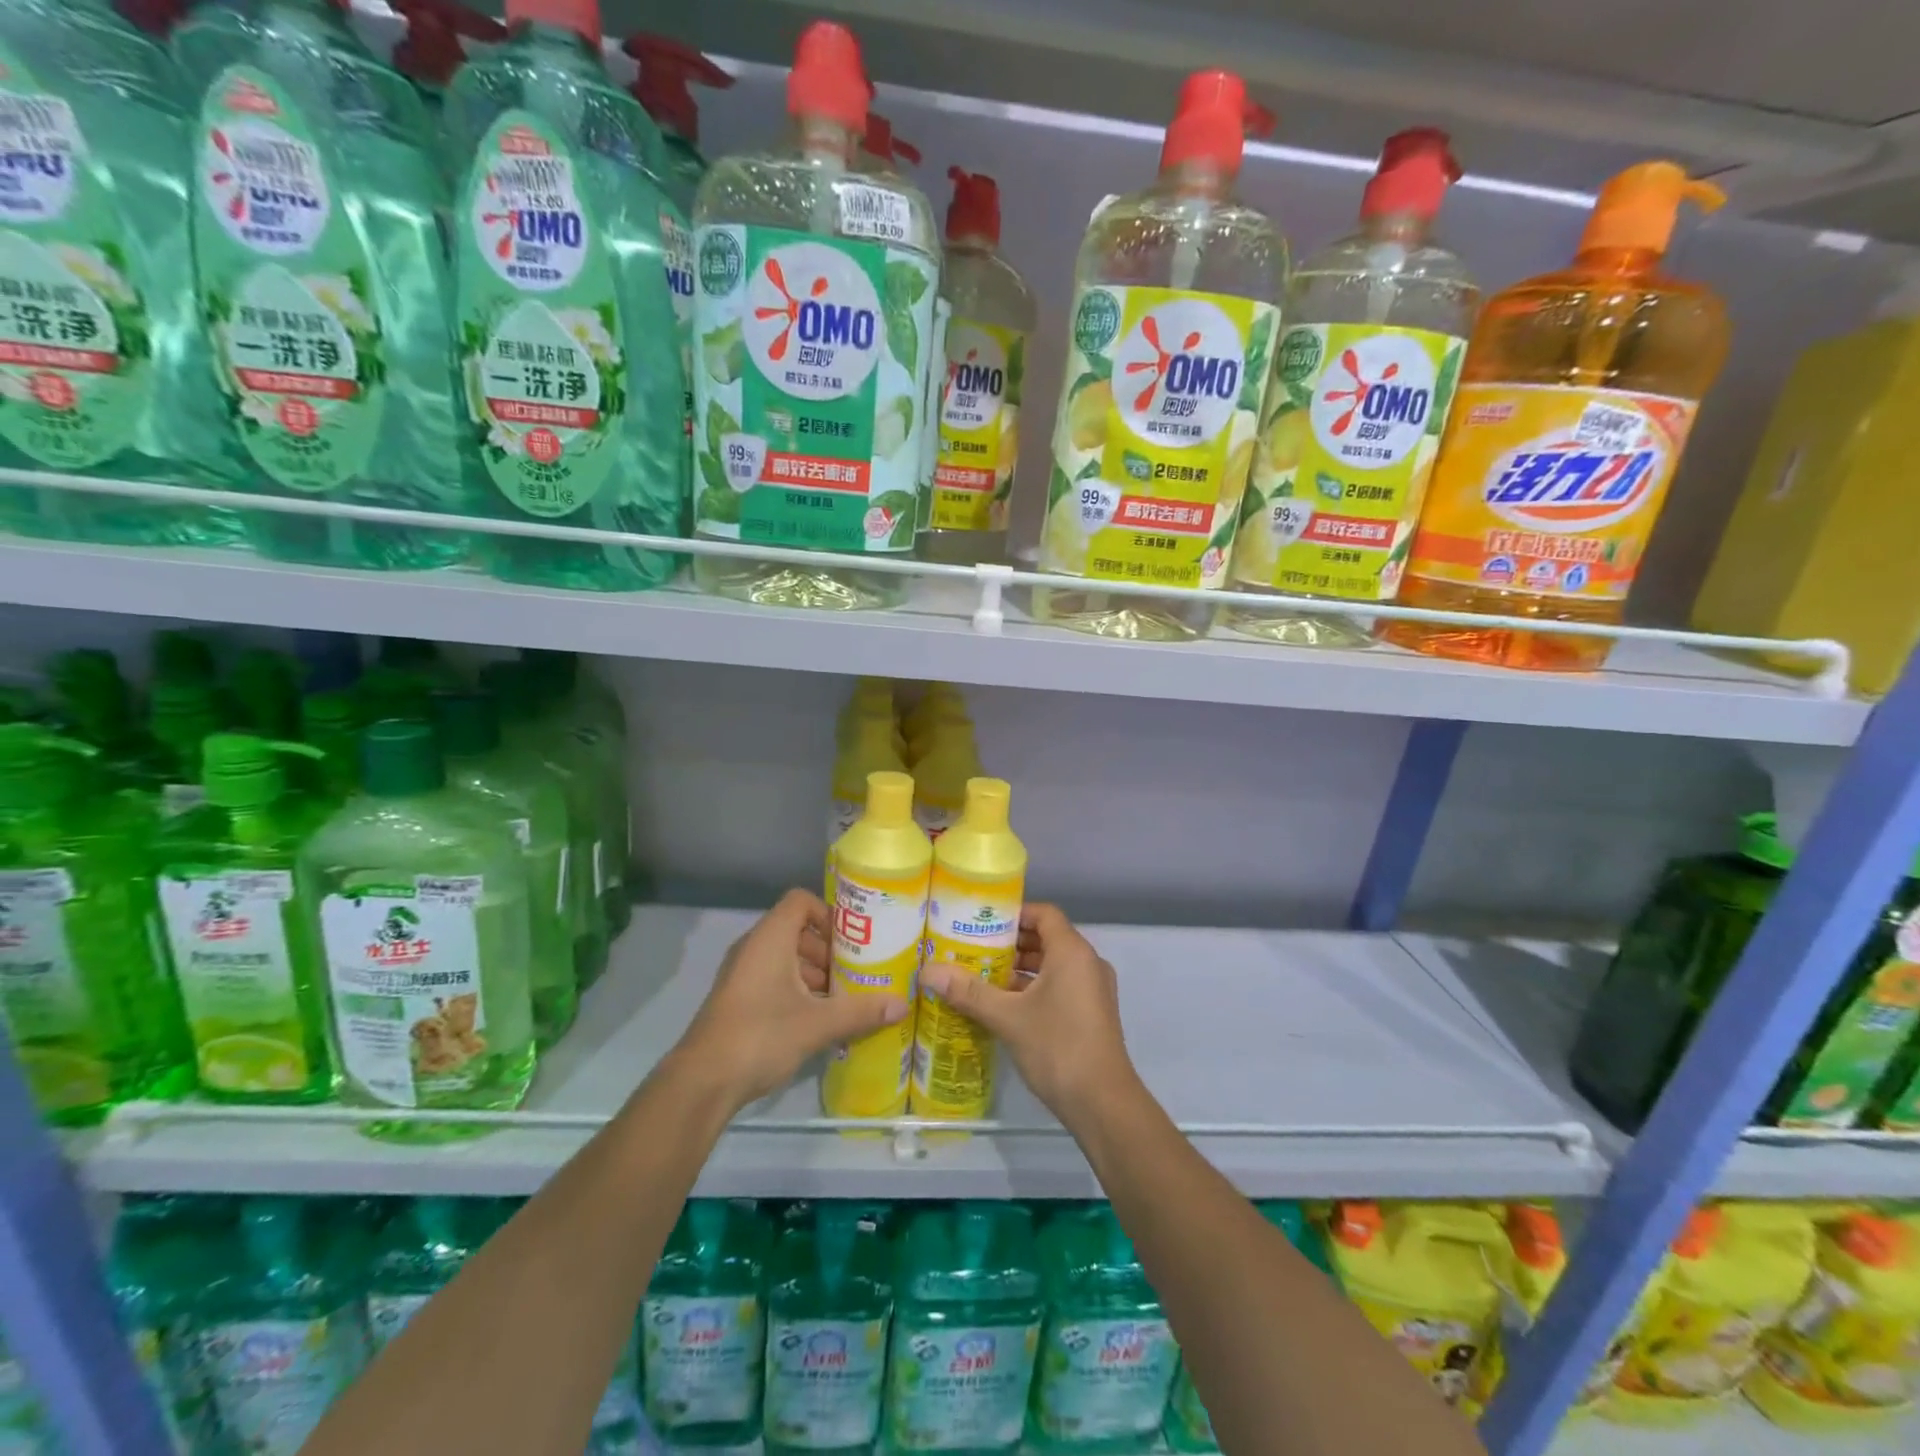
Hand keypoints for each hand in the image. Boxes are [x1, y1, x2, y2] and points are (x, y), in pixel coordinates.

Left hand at [673, 889, 905, 1108]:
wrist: (702, 1082)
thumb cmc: (761, 1035)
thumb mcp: (817, 1023)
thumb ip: (860, 1011)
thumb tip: (902, 1004)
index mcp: (770, 938)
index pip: (801, 901)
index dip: (828, 913)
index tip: (854, 939)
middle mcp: (753, 947)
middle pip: (797, 930)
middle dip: (828, 949)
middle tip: (856, 972)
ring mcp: (741, 974)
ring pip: (785, 957)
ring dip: (814, 972)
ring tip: (843, 998)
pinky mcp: (737, 999)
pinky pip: (773, 979)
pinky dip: (797, 989)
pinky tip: (818, 1019)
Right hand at [920, 903, 1138, 1124]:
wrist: (1103, 1104)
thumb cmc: (1057, 1047)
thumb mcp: (1007, 1017)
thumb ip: (969, 992)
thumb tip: (928, 971)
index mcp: (1072, 952)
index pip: (1044, 914)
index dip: (1014, 914)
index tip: (982, 922)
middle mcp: (1088, 963)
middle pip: (1047, 938)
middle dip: (1011, 943)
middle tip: (974, 949)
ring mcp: (1094, 989)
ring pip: (1054, 965)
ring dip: (1022, 968)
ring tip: (983, 976)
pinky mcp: (1093, 1013)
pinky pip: (1061, 985)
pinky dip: (1036, 987)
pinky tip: (1005, 1005)